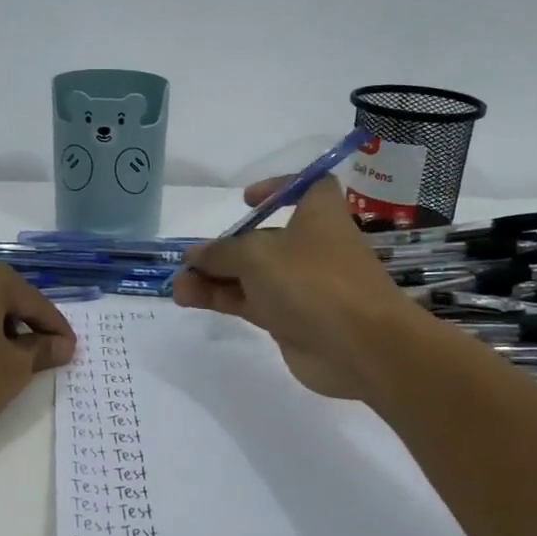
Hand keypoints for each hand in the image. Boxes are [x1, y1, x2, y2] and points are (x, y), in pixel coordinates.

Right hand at [172, 178, 428, 398]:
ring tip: (177, 286)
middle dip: (226, 247)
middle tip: (190, 260)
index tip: (247, 201)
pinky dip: (222, 299)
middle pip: (265, 239)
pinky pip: (251, 303)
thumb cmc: (313, 280)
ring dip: (215, 278)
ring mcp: (301, 286)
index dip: (278, 189)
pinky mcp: (291, 320)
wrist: (359, 347)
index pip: (306, 188)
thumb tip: (195, 255)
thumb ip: (222, 253)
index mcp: (318, 215)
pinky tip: (188, 299)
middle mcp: (311, 247)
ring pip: (252, 276)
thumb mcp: (258, 255)